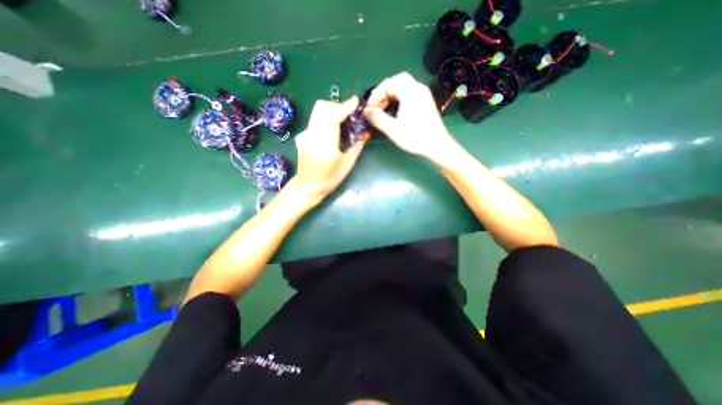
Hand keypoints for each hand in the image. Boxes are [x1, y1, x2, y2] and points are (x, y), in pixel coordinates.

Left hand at [290, 96, 367, 203]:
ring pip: (317, 112)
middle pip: (322, 107)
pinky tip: (331, 133)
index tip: (356, 102)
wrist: (307, 186)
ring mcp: (304, 134)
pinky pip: (315, 121)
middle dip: (337, 106)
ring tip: (342, 123)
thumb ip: (357, 145)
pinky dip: (325, 120)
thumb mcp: (348, 164)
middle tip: (349, 114)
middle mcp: (312, 133)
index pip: (333, 115)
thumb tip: (365, 132)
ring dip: (331, 111)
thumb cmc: (330, 178)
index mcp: (325, 142)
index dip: (345, 106)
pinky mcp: (302, 136)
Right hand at [364, 71, 458, 161]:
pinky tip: (394, 111)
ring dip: (390, 95)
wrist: (437, 145)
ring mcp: (423, 94)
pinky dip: (398, 98)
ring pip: (403, 86)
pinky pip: (409, 93)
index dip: (376, 95)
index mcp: (410, 92)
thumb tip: (366, 111)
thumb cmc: (415, 137)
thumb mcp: (393, 129)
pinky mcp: (425, 102)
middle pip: (396, 81)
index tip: (369, 109)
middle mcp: (417, 89)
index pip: (388, 84)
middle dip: (383, 92)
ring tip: (383, 109)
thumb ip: (378, 118)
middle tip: (376, 106)